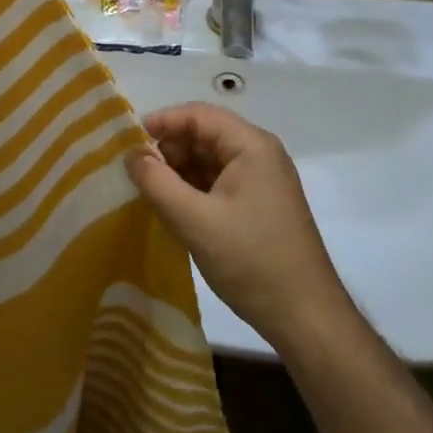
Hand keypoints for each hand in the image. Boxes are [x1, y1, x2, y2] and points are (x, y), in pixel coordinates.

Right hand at [126, 103, 351, 350]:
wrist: (305, 317)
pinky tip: (172, 207)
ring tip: (148, 191)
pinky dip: (193, 188)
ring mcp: (262, 181)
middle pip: (205, 134)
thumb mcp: (194, 221)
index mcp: (251, 146)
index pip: (199, 114)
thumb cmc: (251, 260)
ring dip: (179, 170)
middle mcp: (260, 154)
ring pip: (209, 159)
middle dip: (169, 148)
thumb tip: (131, 154)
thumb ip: (156, 182)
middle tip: (136, 172)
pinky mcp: (259, 205)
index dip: (163, 121)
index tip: (128, 141)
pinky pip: (218, 182)